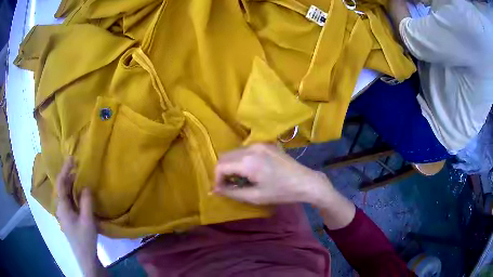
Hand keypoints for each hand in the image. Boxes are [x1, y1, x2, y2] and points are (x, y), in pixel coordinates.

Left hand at [56, 157, 104, 276]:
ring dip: (71, 183)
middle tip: (77, 165)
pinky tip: (80, 192)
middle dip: (68, 174)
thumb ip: (86, 202)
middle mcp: (61, 207)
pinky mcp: (70, 217)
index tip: (72, 158)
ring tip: (79, 175)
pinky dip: (74, 192)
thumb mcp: (87, 221)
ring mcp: (65, 212)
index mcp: (62, 207)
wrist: (85, 256)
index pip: (61, 183)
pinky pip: (70, 200)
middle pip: (62, 187)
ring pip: (66, 193)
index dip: (65, 170)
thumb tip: (86, 186)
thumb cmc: (84, 239)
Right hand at [213, 144, 333, 205]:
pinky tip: (250, 171)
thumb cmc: (281, 192)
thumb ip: (232, 192)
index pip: (220, 166)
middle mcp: (251, 148)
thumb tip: (215, 190)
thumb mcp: (255, 196)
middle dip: (222, 171)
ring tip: (240, 179)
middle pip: (225, 156)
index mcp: (248, 161)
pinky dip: (241, 160)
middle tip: (229, 185)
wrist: (305, 181)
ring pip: (234, 152)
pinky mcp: (266, 143)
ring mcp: (259, 144)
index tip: (221, 190)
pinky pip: (245, 150)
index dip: (217, 179)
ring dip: (231, 165)